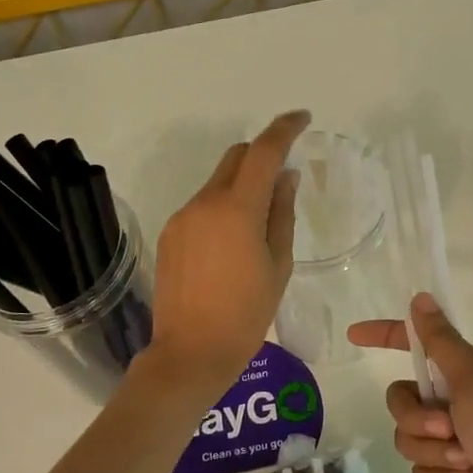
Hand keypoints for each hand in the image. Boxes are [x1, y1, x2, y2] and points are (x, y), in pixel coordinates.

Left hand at [147, 111, 308, 393]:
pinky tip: (232, 244)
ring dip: (242, 185)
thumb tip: (285, 177)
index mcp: (237, 209)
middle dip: (261, 155)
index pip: (263, 151)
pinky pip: (202, 206)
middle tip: (284, 179)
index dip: (285, 129)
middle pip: (235, 157)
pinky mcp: (170, 234)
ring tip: (259, 224)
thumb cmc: (247, 314)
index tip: (303, 118)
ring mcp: (182, 218)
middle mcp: (204, 203)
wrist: (191, 353)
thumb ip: (282, 213)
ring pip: (217, 182)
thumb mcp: (278, 264)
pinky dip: (223, 207)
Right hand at [347, 294, 472, 472]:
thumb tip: (420, 298)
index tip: (354, 336)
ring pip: (408, 439)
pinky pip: (420, 471)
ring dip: (434, 453)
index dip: (385, 336)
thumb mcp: (471, 381)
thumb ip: (440, 342)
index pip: (415, 345)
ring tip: (464, 461)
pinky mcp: (452, 471)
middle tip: (447, 428)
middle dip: (416, 420)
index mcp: (463, 371)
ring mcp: (453, 437)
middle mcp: (455, 399)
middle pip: (401, 401)